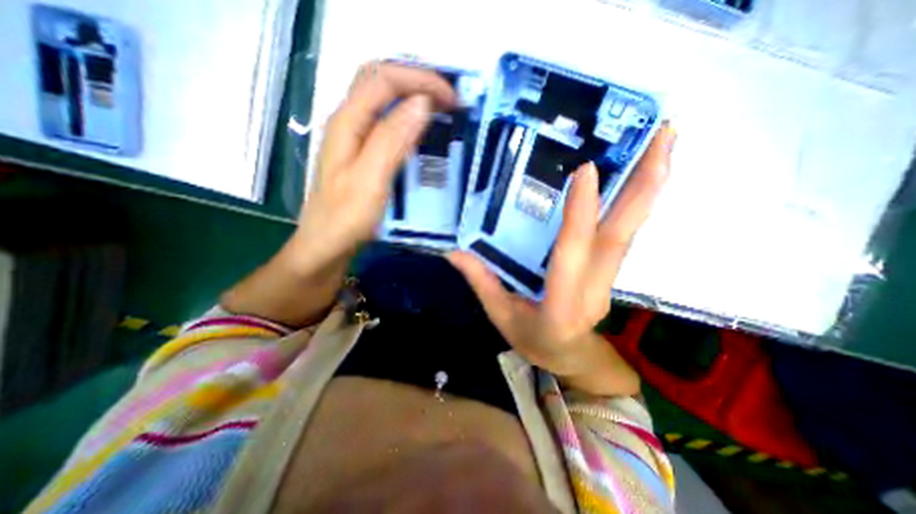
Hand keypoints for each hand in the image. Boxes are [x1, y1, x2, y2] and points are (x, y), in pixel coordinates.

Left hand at [294, 61, 458, 266]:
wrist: (326, 246)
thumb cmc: (346, 218)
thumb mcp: (371, 179)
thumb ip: (393, 139)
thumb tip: (422, 103)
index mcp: (348, 122)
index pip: (385, 79)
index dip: (420, 80)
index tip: (452, 100)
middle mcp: (348, 122)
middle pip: (381, 80)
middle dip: (417, 80)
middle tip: (448, 98)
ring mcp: (354, 139)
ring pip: (383, 101)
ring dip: (413, 97)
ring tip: (441, 109)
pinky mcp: (362, 154)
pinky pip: (386, 123)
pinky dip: (407, 118)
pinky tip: (421, 131)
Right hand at [448, 124, 675, 393]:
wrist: (570, 356)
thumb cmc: (534, 339)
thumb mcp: (501, 316)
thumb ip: (482, 282)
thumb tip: (455, 252)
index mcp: (562, 302)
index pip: (573, 252)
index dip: (581, 213)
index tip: (587, 170)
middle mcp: (594, 285)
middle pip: (622, 233)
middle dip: (645, 184)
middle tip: (663, 134)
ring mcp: (608, 276)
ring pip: (631, 228)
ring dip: (648, 186)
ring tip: (661, 141)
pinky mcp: (609, 268)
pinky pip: (625, 231)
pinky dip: (636, 200)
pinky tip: (636, 175)